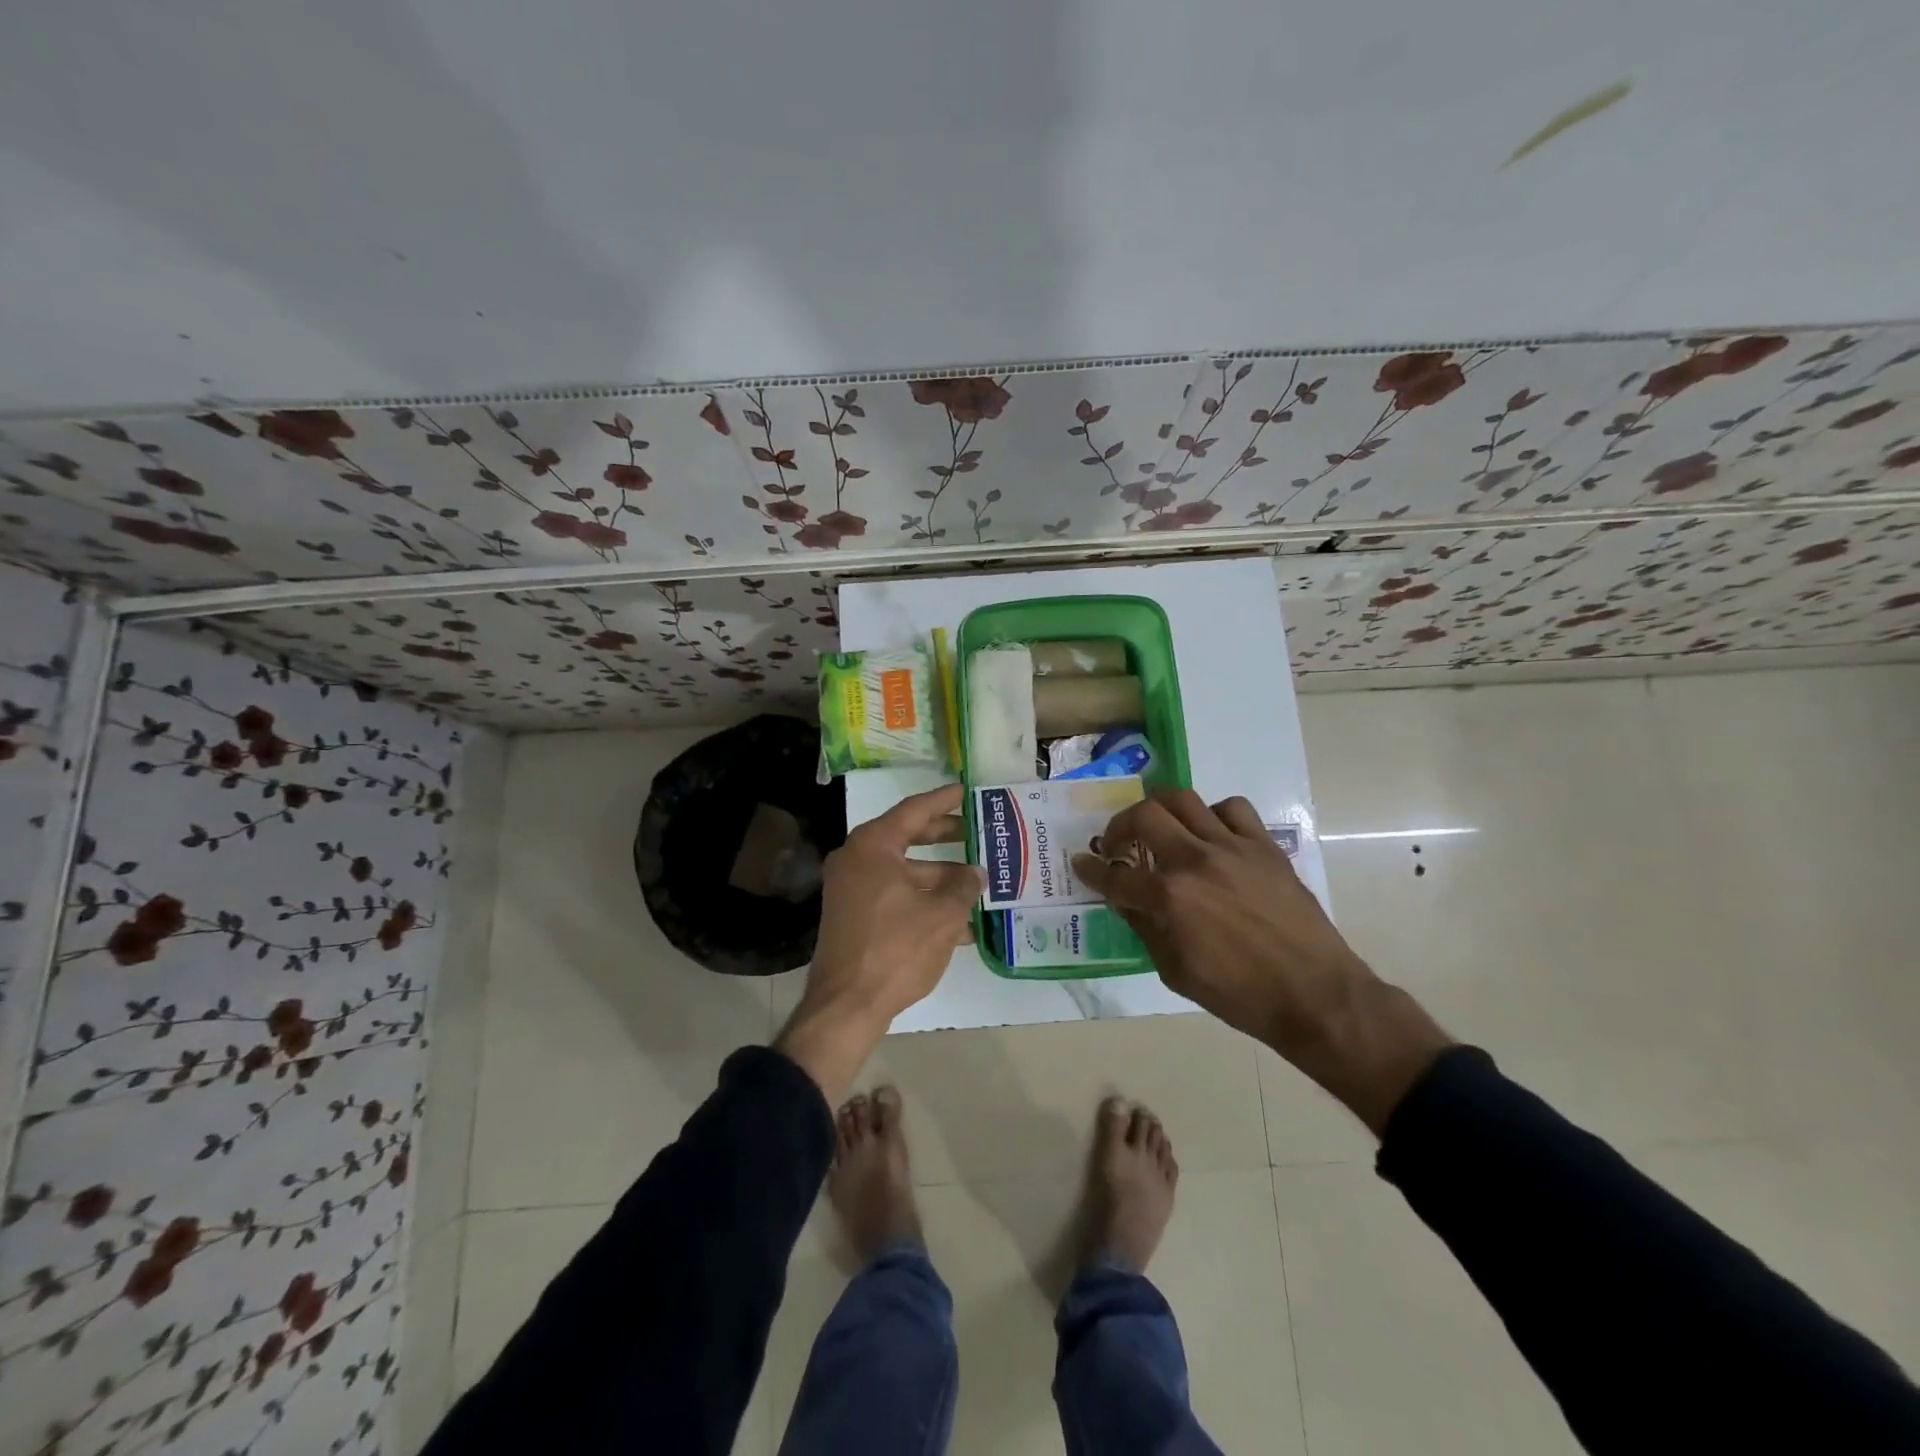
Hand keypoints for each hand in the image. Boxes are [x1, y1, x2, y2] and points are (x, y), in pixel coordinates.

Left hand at [778, 784, 981, 1102]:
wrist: (847, 1005)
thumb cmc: (896, 949)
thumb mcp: (942, 915)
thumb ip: (963, 886)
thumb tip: (976, 872)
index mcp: (873, 846)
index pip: (913, 811)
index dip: (943, 800)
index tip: (965, 789)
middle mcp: (856, 860)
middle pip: (907, 838)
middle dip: (944, 837)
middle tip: (976, 830)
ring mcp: (851, 889)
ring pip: (904, 871)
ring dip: (939, 878)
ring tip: (978, 884)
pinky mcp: (853, 916)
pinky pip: (894, 895)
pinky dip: (923, 901)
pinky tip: (959, 923)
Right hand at [1072, 789, 1450, 1132]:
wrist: (1314, 995)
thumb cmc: (1240, 995)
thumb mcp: (1175, 972)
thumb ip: (1146, 928)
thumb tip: (1126, 901)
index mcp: (1170, 898)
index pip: (1115, 876)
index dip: (1091, 871)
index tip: (1081, 864)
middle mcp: (1196, 861)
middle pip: (1144, 816)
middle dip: (1119, 826)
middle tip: (1118, 844)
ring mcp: (1233, 848)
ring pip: (1184, 799)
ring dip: (1161, 811)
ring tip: (1160, 829)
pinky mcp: (1264, 846)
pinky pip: (1232, 808)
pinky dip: (1212, 815)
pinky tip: (1211, 835)